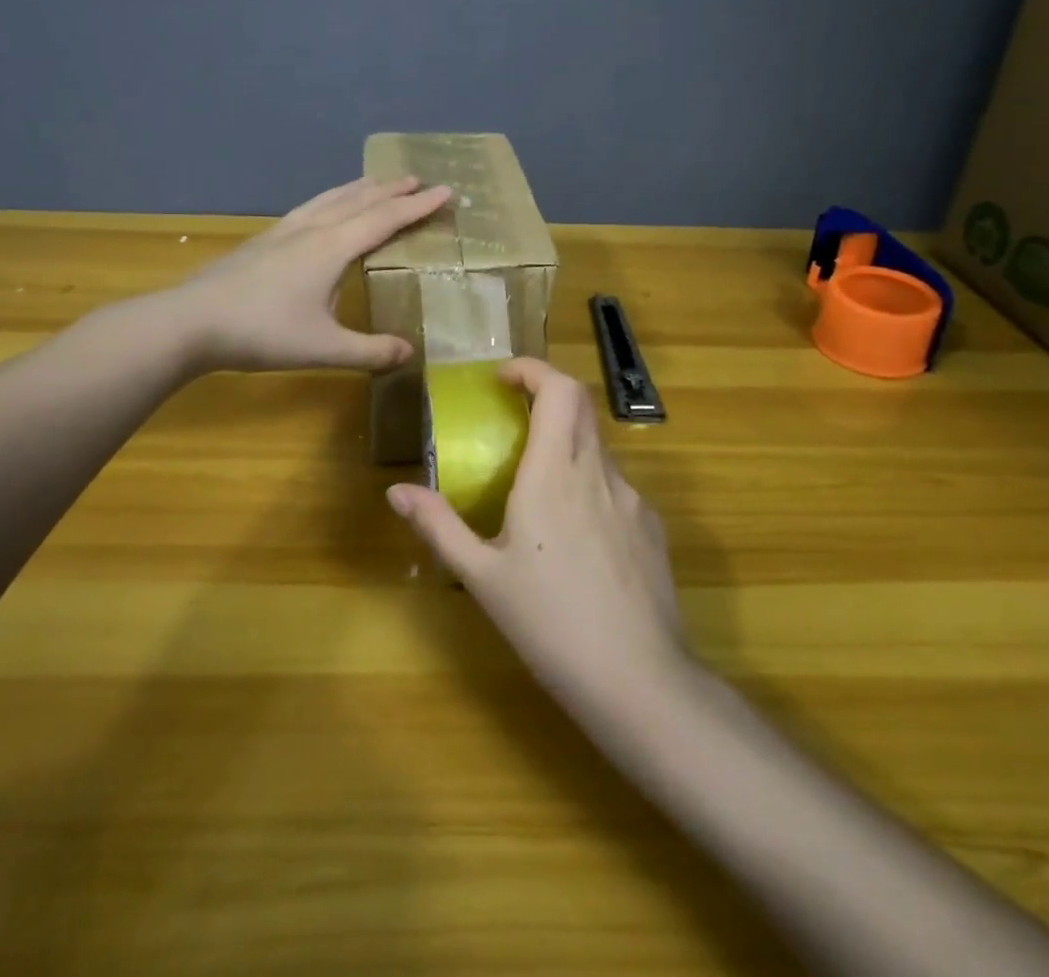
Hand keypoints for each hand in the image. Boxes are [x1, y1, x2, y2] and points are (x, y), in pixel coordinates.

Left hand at [174, 175, 452, 372]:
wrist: (191, 322)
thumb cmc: (262, 333)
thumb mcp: (322, 348)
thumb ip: (369, 351)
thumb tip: (409, 352)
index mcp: (332, 248)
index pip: (385, 219)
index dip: (417, 206)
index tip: (445, 191)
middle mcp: (311, 230)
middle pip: (359, 200)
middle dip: (392, 190)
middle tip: (418, 180)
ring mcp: (284, 231)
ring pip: (331, 198)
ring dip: (360, 188)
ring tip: (378, 181)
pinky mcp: (264, 240)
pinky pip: (310, 207)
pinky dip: (331, 199)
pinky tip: (324, 209)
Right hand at [387, 358, 690, 718]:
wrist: (638, 680)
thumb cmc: (549, 624)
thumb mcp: (482, 577)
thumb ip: (439, 526)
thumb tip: (396, 491)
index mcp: (553, 472)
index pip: (557, 389)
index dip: (532, 370)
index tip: (504, 378)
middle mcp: (597, 471)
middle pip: (580, 405)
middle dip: (546, 396)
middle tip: (513, 418)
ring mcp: (632, 498)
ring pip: (598, 447)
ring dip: (567, 445)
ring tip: (538, 489)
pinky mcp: (652, 526)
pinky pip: (616, 487)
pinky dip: (589, 485)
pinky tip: (576, 538)